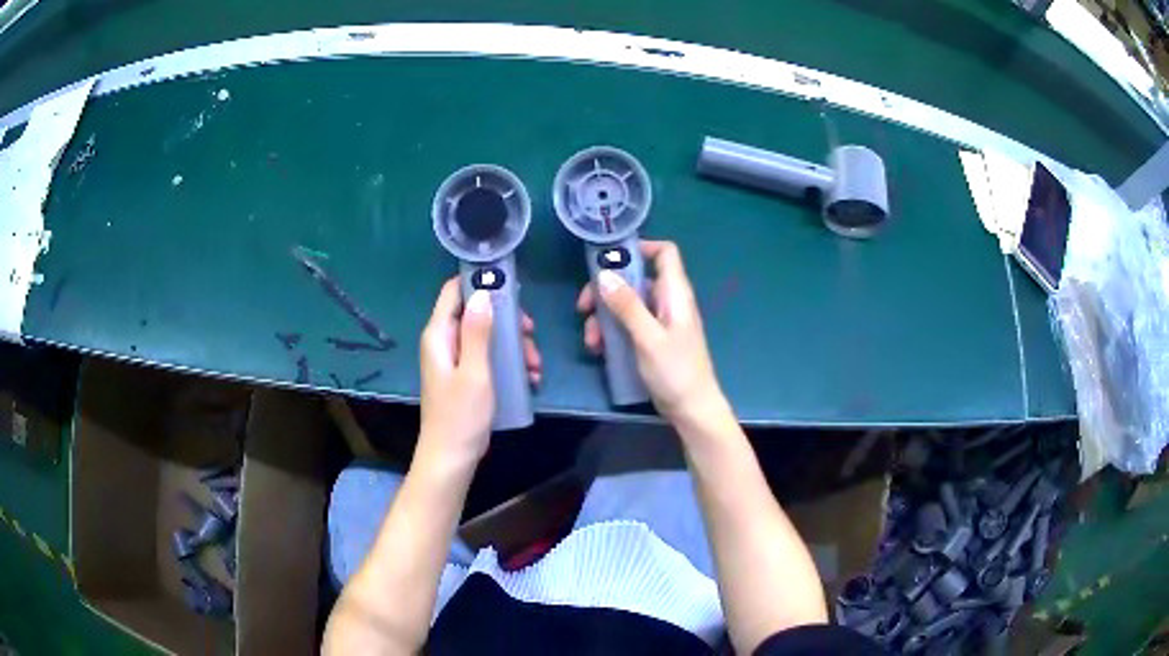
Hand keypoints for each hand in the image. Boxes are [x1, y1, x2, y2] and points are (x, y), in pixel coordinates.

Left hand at [419, 278, 540, 466]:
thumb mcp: (475, 371)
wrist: (451, 457)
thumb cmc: (461, 415)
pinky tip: (529, 378)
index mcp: (439, 335)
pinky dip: (508, 362)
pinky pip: (487, 357)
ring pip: (486, 336)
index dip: (479, 281)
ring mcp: (454, 359)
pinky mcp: (464, 375)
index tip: (511, 286)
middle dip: (507, 321)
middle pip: (476, 312)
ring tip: (535, 366)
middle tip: (530, 334)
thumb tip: (483, 292)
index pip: (453, 291)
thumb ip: (478, 332)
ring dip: (513, 345)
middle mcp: (444, 341)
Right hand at [577, 240, 726, 423]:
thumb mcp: (647, 337)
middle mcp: (668, 301)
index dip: (640, 247)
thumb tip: (604, 275)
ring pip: (627, 304)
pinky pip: (628, 325)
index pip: (665, 252)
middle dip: (607, 290)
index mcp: (675, 293)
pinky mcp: (652, 339)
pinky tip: (599, 349)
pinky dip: (612, 332)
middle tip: (584, 306)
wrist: (692, 409)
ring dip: (604, 317)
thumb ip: (627, 306)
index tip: (609, 258)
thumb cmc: (675, 371)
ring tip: (591, 340)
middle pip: (635, 279)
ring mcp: (660, 321)